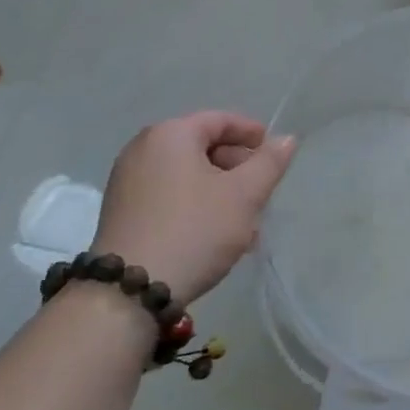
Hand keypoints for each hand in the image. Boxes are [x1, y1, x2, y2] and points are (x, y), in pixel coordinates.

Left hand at [91, 112, 296, 306]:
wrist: (130, 290)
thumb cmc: (195, 229)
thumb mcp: (245, 195)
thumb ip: (269, 163)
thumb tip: (287, 139)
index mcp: (170, 135)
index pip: (220, 120)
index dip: (252, 133)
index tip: (275, 154)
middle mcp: (142, 149)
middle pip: (202, 146)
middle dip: (238, 167)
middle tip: (262, 192)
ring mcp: (127, 182)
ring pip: (188, 174)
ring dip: (220, 190)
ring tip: (245, 220)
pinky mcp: (122, 211)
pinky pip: (170, 195)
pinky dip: (196, 204)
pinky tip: (216, 233)